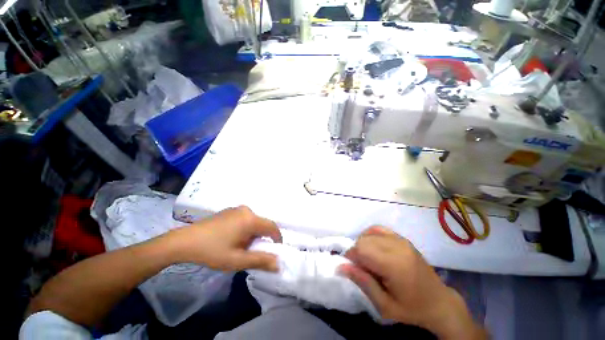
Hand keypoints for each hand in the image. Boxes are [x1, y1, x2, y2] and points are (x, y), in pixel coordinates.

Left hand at [169, 206, 281, 271]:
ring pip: (253, 222)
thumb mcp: (237, 260)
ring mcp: (237, 209)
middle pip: (262, 224)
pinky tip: (231, 239)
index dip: (277, 239)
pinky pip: (245, 219)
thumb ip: (260, 261)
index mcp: (250, 219)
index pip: (272, 227)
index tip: (274, 250)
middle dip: (261, 238)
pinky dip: (245, 229)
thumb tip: (278, 264)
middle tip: (252, 252)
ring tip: (240, 247)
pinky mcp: (229, 210)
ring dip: (252, 234)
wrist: (184, 241)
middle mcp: (246, 210)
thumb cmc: (212, 251)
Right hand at [339, 227, 485, 338]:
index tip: (351, 269)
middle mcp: (397, 247)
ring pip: (369, 234)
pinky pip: (379, 229)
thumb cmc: (412, 309)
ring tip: (368, 260)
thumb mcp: (385, 305)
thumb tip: (341, 266)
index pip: (361, 250)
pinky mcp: (403, 239)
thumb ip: (363, 282)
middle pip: (363, 240)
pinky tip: (373, 247)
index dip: (351, 257)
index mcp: (394, 265)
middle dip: (356, 252)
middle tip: (362, 268)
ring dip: (363, 245)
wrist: (439, 303)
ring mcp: (401, 240)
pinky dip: (370, 235)